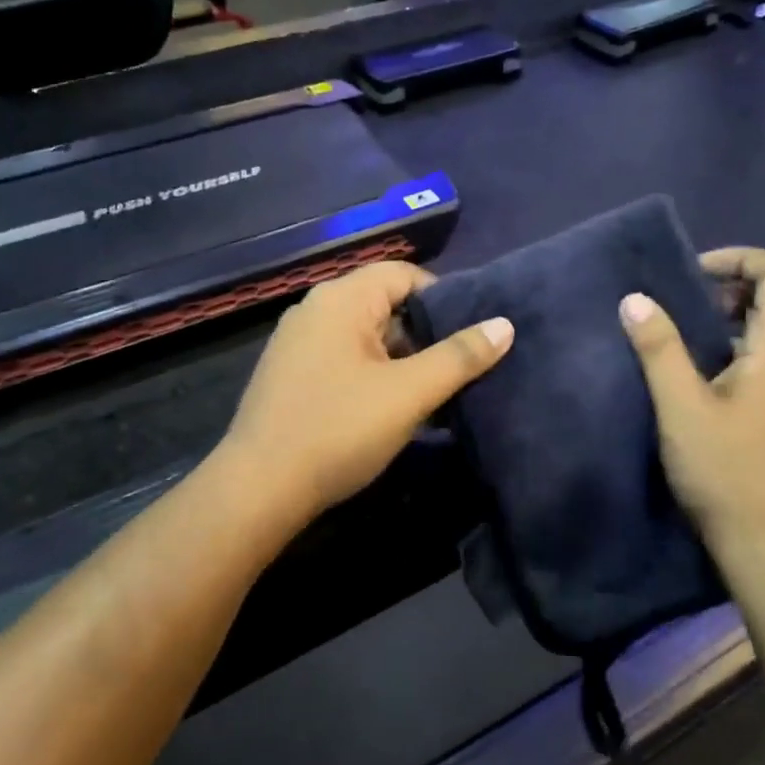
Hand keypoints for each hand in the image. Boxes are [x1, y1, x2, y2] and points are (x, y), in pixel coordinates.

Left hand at [219, 262, 513, 522]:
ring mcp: (298, 344)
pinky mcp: (291, 376)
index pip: (404, 274)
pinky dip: (373, 374)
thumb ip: (459, 357)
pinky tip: (391, 409)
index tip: (471, 334)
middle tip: (460, 367)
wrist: (259, 489)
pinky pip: (344, 360)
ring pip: (365, 337)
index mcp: (341, 300)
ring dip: (401, 359)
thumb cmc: (338, 430)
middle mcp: (315, 310)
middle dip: (425, 333)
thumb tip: (505, 324)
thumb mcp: (409, 393)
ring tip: (435, 392)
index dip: (444, 298)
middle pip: (384, 304)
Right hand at [619, 248, 764, 562]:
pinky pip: (764, 363)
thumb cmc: (728, 471)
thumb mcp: (682, 407)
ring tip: (677, 336)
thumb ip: (659, 349)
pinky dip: (731, 352)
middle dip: (729, 288)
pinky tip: (694, 379)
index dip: (743, 258)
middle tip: (678, 302)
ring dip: (727, 322)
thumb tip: (636, 299)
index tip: (694, 272)